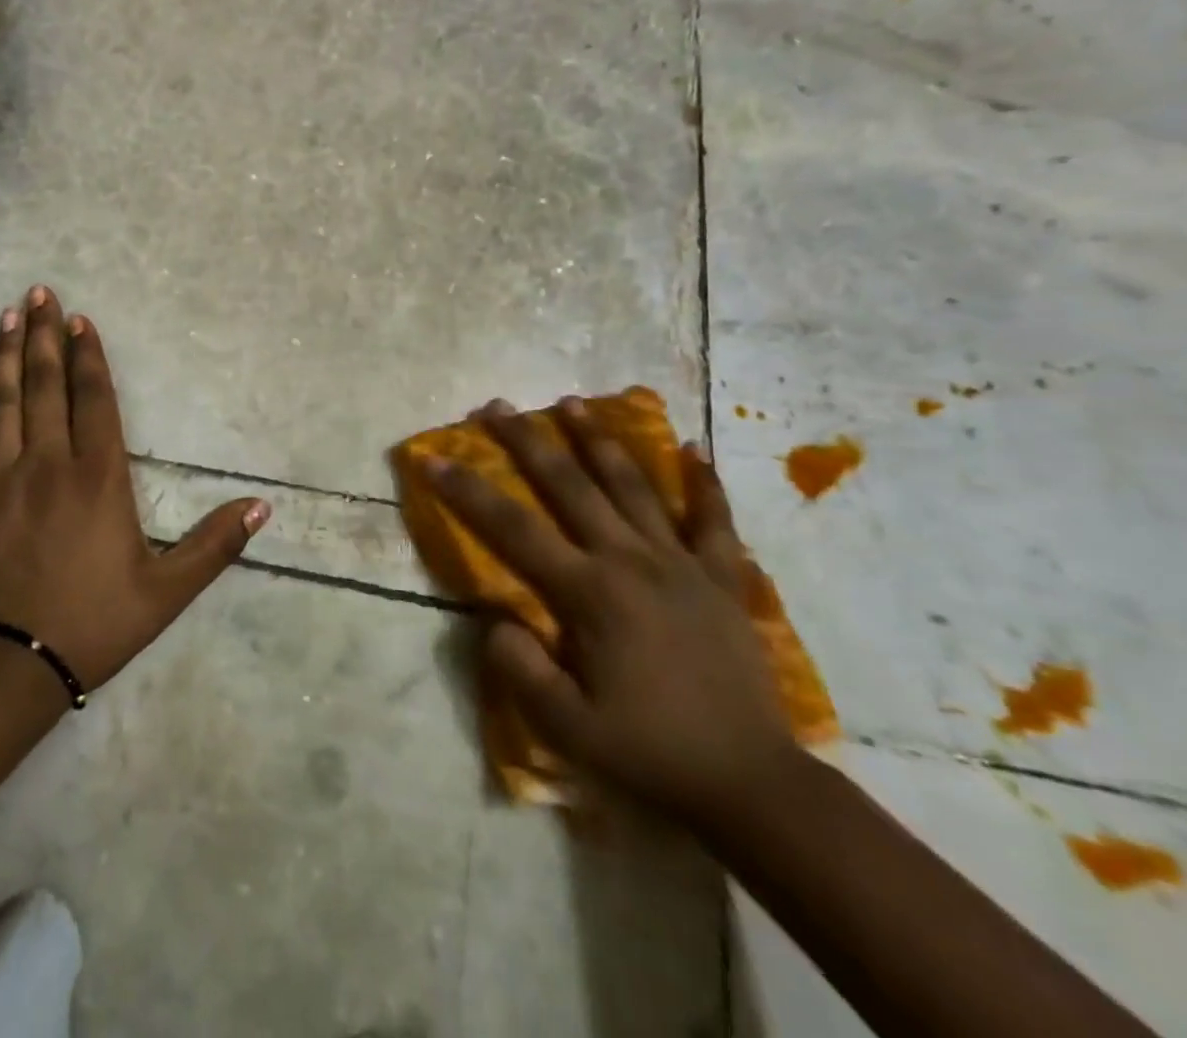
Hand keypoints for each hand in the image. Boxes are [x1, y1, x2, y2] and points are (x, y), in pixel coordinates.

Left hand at [0, 287, 269, 700]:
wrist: (8, 666)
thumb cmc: (93, 624)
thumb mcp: (167, 592)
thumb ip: (214, 545)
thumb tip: (262, 506)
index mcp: (99, 477)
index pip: (95, 399)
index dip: (90, 356)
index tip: (82, 319)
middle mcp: (49, 463)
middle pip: (47, 386)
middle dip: (47, 336)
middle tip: (41, 293)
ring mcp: (2, 477)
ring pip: (4, 401)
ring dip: (9, 355)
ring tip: (10, 315)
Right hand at [428, 399, 800, 827]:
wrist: (751, 784)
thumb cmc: (650, 753)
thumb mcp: (567, 727)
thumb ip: (520, 668)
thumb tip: (495, 619)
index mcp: (589, 593)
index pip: (513, 529)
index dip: (468, 491)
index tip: (435, 459)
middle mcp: (630, 561)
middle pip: (569, 486)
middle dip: (527, 442)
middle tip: (497, 406)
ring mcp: (680, 563)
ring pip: (632, 486)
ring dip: (598, 440)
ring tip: (571, 402)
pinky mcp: (721, 578)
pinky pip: (713, 520)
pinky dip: (704, 482)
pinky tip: (692, 448)